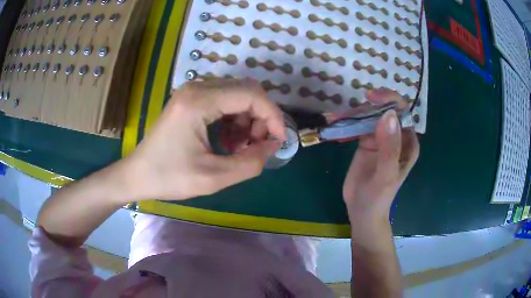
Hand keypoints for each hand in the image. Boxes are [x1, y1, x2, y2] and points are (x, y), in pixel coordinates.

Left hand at [124, 79, 285, 200]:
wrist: (137, 175)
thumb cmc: (169, 177)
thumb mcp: (213, 178)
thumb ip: (250, 163)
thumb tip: (272, 147)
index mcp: (199, 101)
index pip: (251, 95)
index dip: (273, 116)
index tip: (279, 140)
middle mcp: (196, 87)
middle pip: (246, 90)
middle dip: (260, 117)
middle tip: (258, 145)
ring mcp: (192, 91)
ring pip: (237, 95)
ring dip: (247, 119)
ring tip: (240, 147)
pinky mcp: (190, 99)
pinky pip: (223, 101)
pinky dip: (234, 119)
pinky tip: (228, 141)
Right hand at [343, 89, 419, 224]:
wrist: (362, 211)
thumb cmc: (378, 197)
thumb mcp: (386, 174)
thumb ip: (390, 147)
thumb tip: (388, 114)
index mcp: (408, 142)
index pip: (402, 112)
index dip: (389, 100)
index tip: (371, 98)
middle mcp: (396, 136)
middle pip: (384, 110)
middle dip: (367, 107)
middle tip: (346, 112)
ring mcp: (380, 138)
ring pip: (369, 116)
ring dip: (353, 113)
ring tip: (335, 118)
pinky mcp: (366, 142)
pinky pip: (357, 125)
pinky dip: (346, 123)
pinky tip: (335, 123)